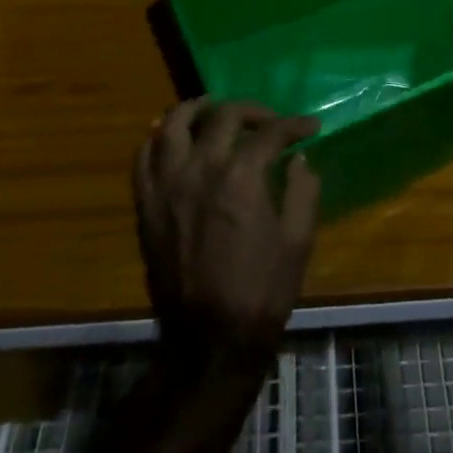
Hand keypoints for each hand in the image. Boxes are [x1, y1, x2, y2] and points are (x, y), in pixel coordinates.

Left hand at [134, 101, 321, 379]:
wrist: (209, 343)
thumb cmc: (261, 292)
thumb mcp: (298, 241)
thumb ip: (303, 190)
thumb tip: (299, 158)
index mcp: (241, 177)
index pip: (270, 132)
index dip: (293, 125)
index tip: (308, 126)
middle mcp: (200, 170)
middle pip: (223, 116)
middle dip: (252, 110)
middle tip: (267, 120)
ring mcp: (167, 185)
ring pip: (174, 123)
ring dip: (197, 109)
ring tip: (214, 111)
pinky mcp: (146, 205)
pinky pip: (144, 157)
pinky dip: (158, 139)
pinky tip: (173, 139)